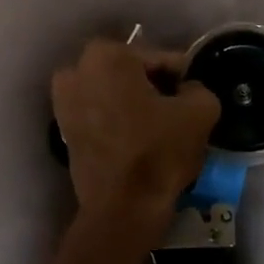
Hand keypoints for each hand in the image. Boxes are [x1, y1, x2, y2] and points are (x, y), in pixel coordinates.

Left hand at [51, 40, 218, 213]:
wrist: (122, 209)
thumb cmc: (159, 152)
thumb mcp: (200, 112)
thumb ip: (198, 88)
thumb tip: (188, 90)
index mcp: (107, 55)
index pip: (159, 58)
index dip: (181, 79)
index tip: (192, 100)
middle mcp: (77, 70)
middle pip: (131, 72)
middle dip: (153, 87)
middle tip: (177, 112)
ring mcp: (64, 100)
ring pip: (113, 92)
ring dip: (134, 103)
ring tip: (158, 128)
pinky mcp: (64, 129)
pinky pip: (100, 113)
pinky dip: (117, 121)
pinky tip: (137, 140)